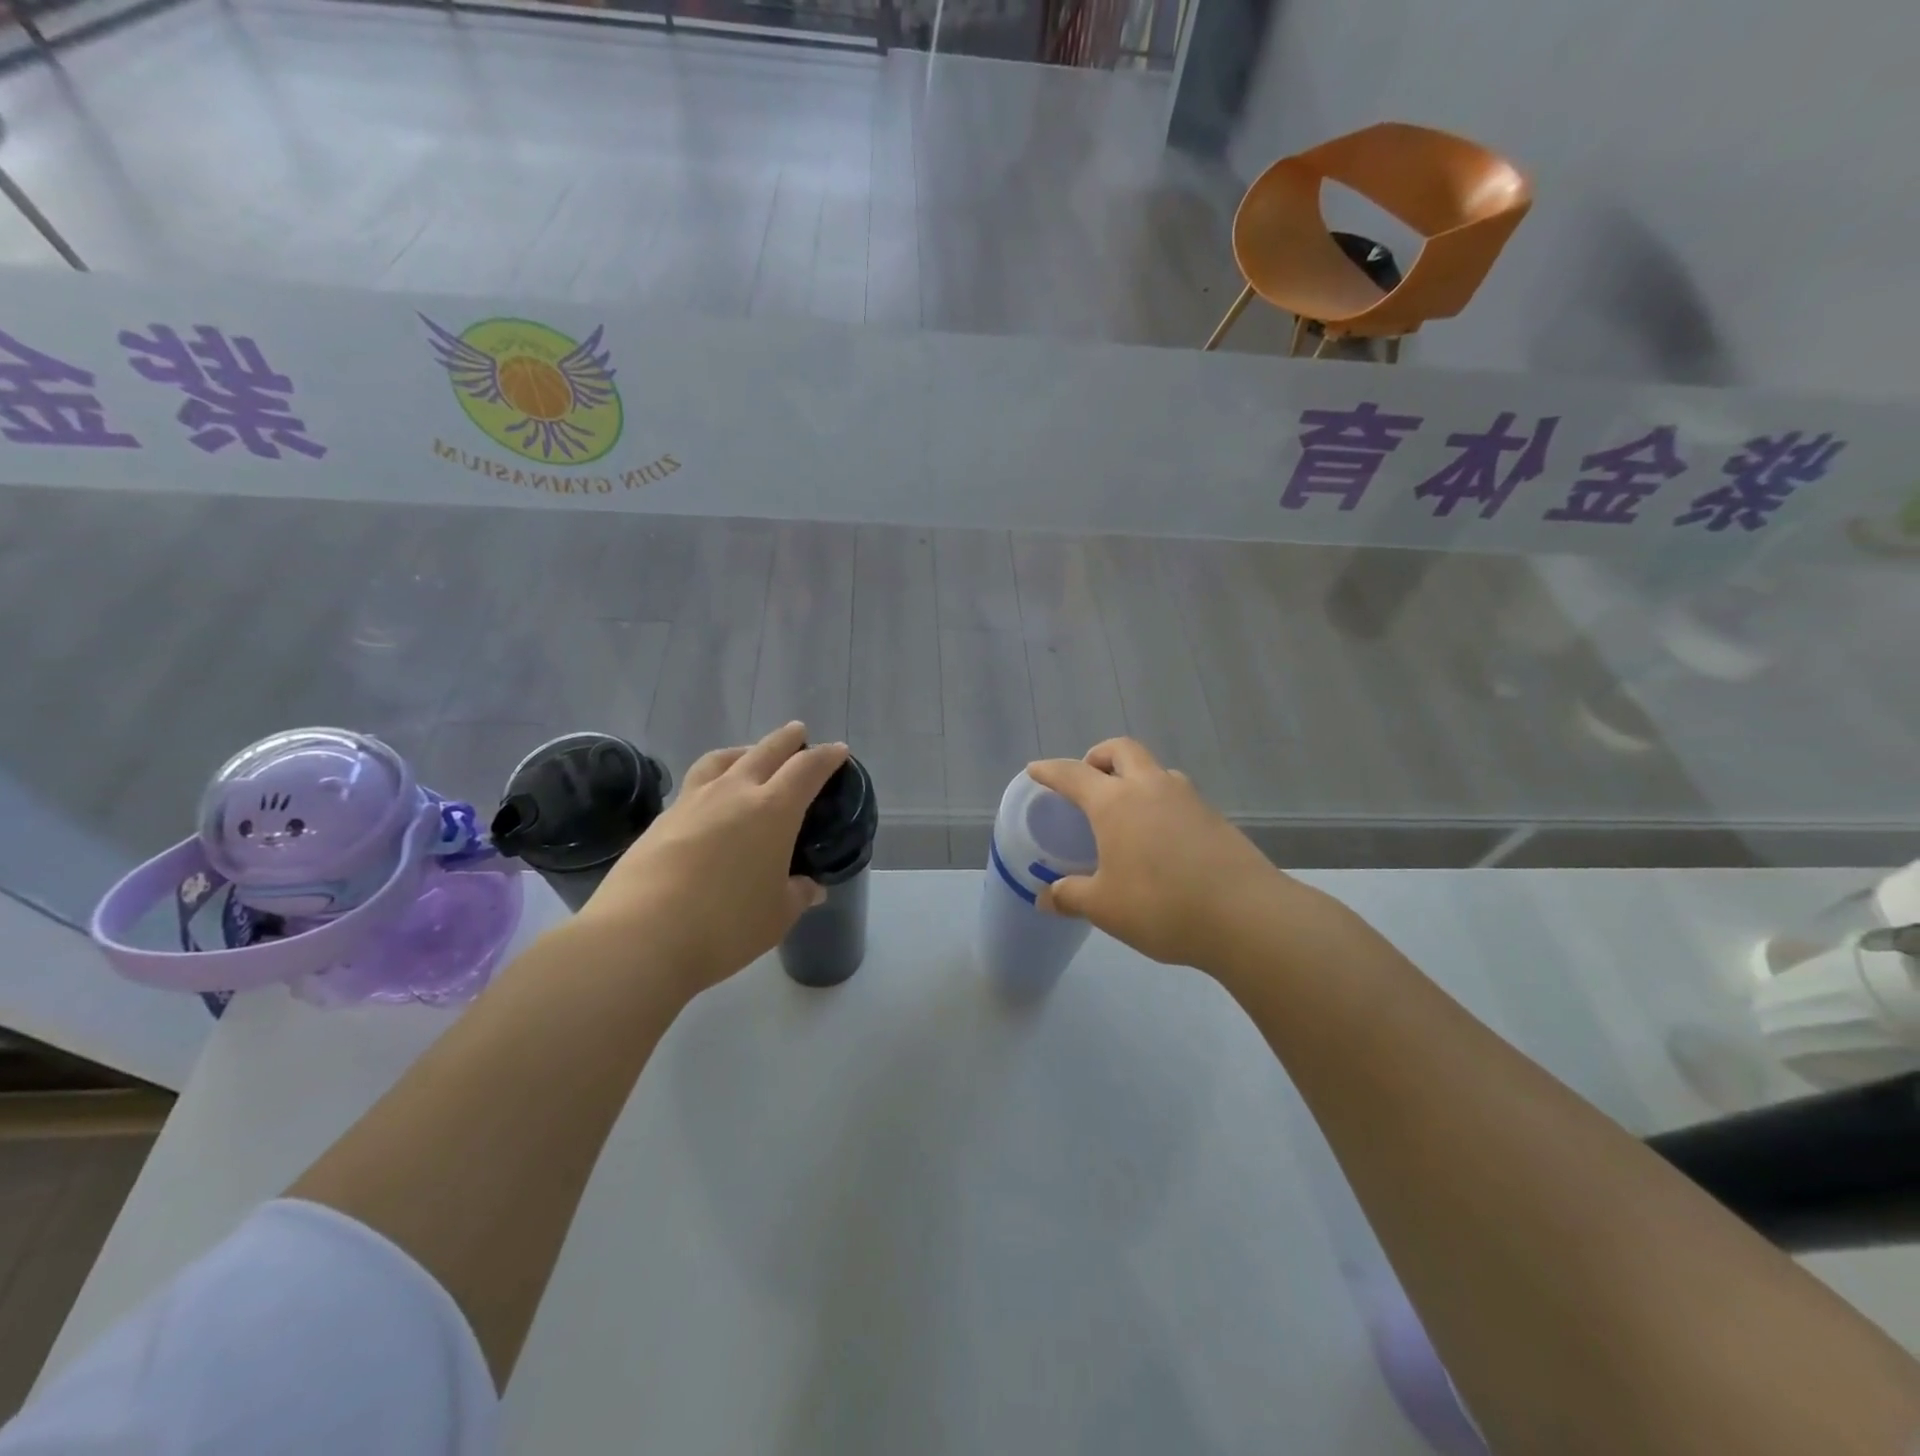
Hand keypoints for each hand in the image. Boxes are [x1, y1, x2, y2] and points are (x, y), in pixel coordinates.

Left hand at [574, 723, 847, 995]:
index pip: (807, 769)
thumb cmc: (726, 925)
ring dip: (743, 751)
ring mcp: (693, 801)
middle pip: (765, 751)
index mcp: (773, 810)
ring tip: (748, 755)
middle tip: (797, 732)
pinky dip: (712, 780)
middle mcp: (734, 793)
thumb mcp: (777, 915)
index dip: (826, 757)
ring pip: (722, 759)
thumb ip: (797, 894)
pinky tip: (710, 802)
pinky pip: (694, 785)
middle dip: (786, 739)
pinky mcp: (662, 819)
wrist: (641, 935)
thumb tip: (810, 887)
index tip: (838, 750)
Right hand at [1026, 738, 1299, 973]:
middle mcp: (1151, 787)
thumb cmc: (1161, 906)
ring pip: (1155, 770)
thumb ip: (1071, 896)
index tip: (1035, 770)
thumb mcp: (1105, 907)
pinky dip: (1159, 803)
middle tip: (1088, 779)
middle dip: (1099, 756)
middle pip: (1122, 750)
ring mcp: (1188, 799)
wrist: (1247, 915)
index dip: (1050, 771)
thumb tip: (1046, 897)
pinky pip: (1177, 796)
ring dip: (1134, 777)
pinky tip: (1159, 839)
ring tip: (1125, 811)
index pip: (1073, 774)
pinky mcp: (1215, 817)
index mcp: (1116, 802)